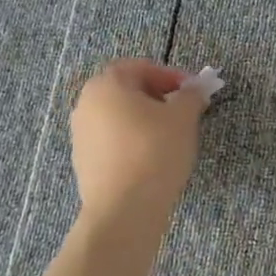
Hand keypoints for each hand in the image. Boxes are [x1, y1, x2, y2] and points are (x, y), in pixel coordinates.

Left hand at [68, 59, 208, 223]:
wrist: (124, 209)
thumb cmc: (155, 151)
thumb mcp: (183, 117)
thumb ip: (191, 95)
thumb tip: (195, 89)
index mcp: (106, 84)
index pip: (141, 67)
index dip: (171, 75)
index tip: (193, 92)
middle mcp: (86, 104)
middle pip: (127, 90)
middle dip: (158, 97)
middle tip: (184, 111)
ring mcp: (81, 134)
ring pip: (119, 117)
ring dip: (145, 120)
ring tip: (171, 137)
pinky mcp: (84, 161)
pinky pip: (113, 141)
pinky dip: (133, 142)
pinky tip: (153, 158)